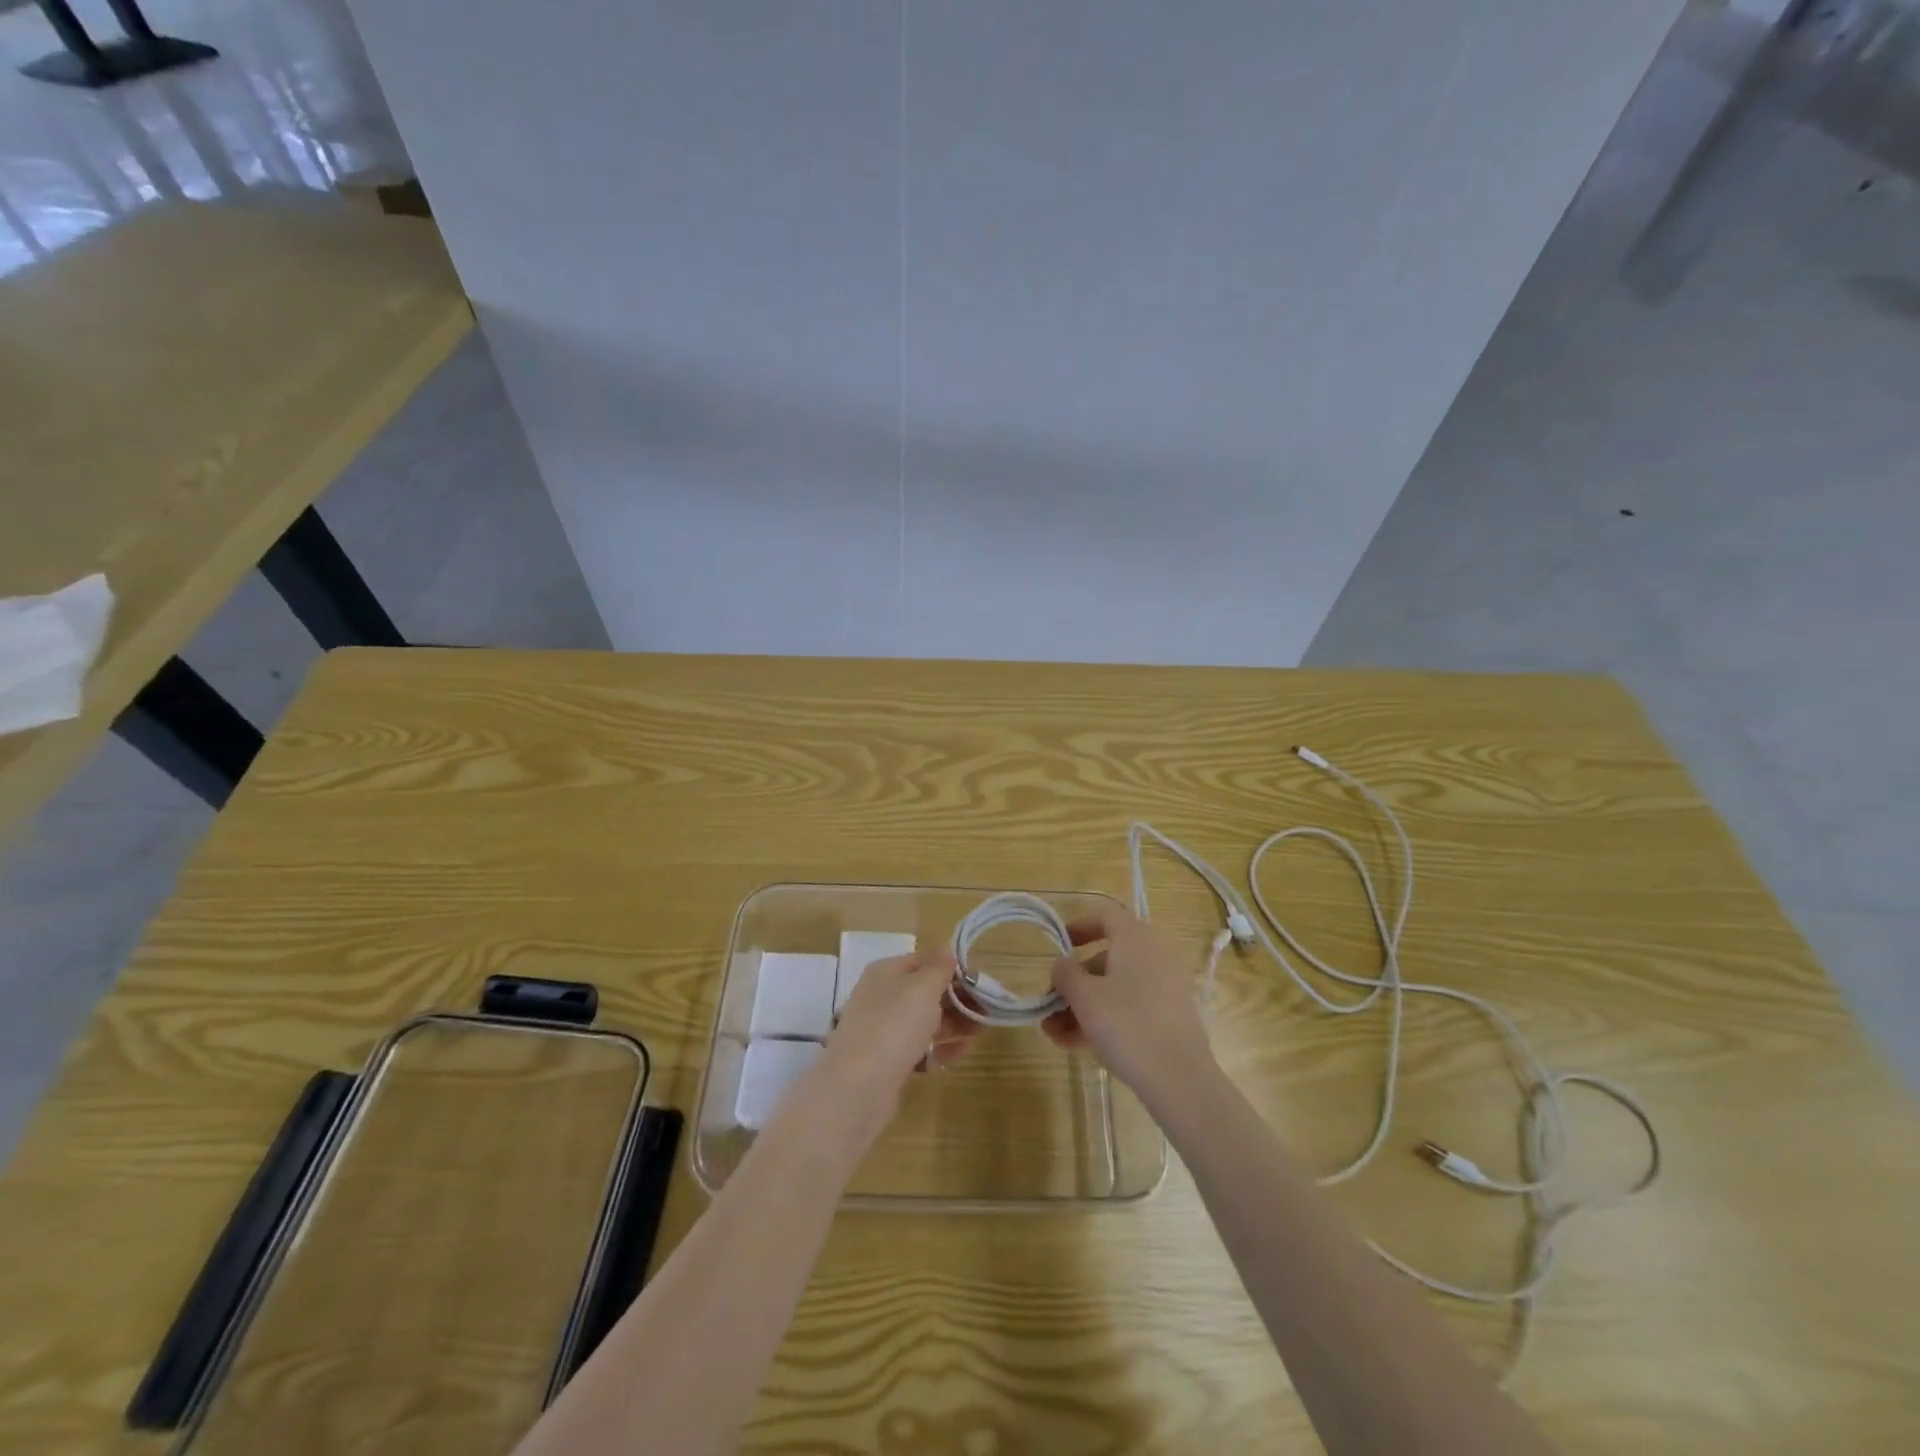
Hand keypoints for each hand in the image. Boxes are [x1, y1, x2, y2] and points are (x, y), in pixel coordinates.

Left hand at [816, 952, 978, 1117]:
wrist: (858, 1086)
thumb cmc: (894, 1024)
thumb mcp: (923, 987)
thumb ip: (939, 968)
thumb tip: (947, 949)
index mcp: (886, 972)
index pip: (924, 961)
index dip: (952, 968)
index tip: (980, 981)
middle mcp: (882, 996)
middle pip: (926, 992)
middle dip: (958, 1000)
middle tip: (987, 1011)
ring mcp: (883, 1030)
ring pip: (924, 1021)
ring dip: (953, 1024)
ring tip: (979, 1033)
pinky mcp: (887, 1061)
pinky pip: (919, 1048)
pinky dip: (939, 1048)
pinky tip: (958, 1053)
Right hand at [1041, 903, 1214, 1104]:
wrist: (1180, 1080)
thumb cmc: (1127, 1025)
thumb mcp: (1085, 997)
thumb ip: (1066, 974)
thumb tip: (1061, 964)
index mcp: (1136, 940)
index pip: (1107, 916)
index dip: (1080, 926)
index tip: (1059, 945)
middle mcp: (1154, 957)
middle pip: (1106, 959)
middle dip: (1073, 982)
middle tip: (1049, 1004)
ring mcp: (1164, 990)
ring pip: (1115, 989)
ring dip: (1082, 1007)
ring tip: (1054, 1035)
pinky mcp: (1169, 1019)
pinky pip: (1129, 1009)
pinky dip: (1103, 1021)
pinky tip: (1076, 1046)